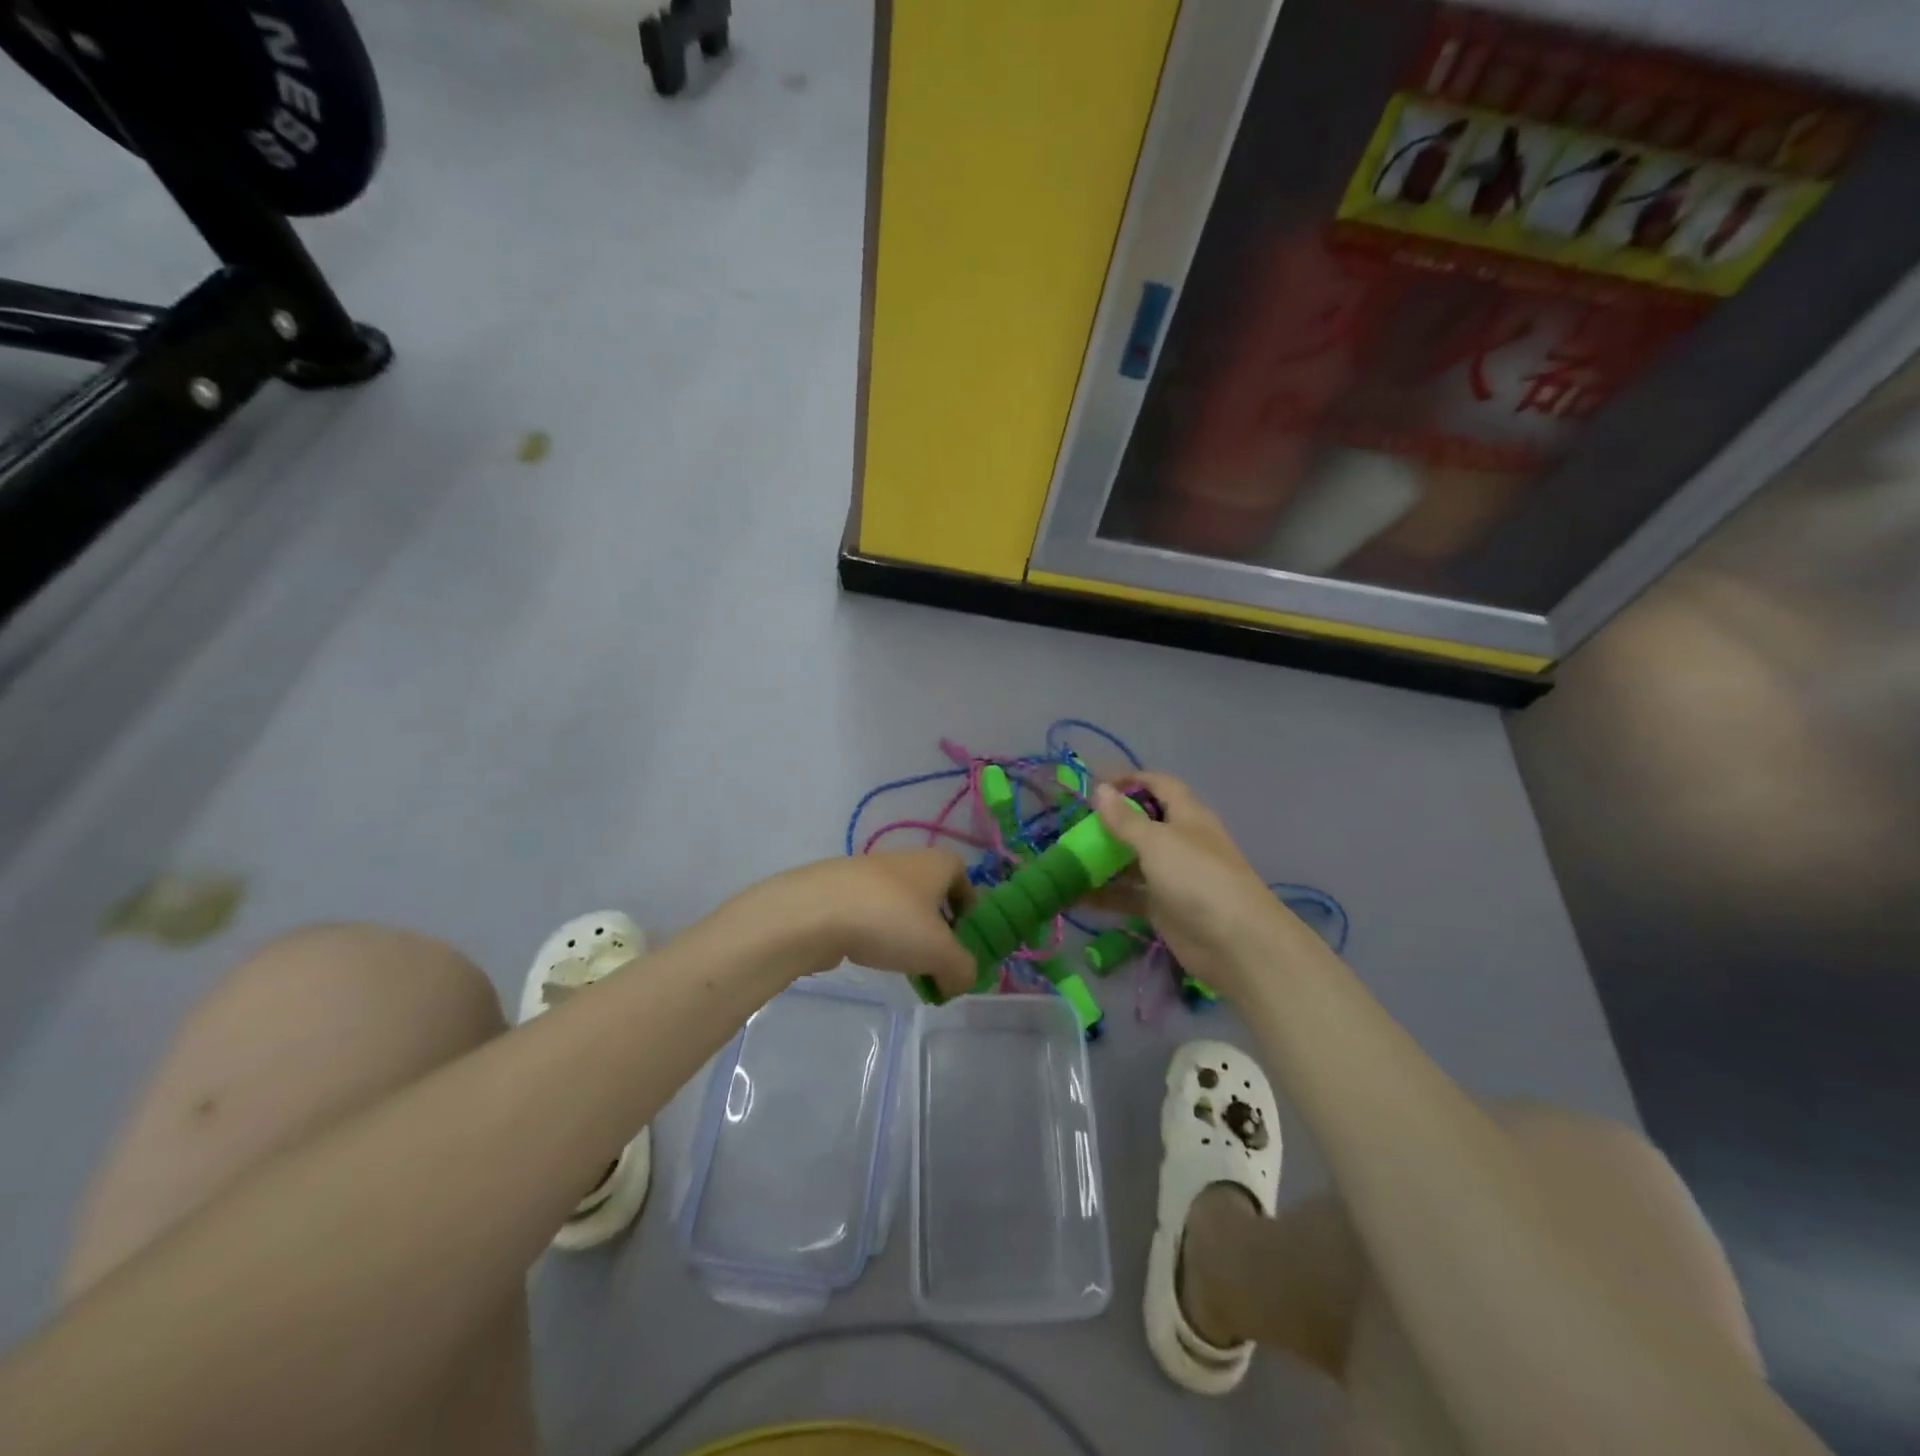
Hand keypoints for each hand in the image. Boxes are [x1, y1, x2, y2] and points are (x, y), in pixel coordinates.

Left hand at [740, 850, 975, 997]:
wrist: (814, 911)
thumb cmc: (889, 921)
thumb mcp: (940, 953)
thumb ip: (961, 969)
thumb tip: (962, 980)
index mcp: (935, 863)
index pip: (961, 872)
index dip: (968, 901)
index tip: (965, 932)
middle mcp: (904, 860)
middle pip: (929, 890)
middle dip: (935, 924)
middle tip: (936, 958)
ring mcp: (867, 874)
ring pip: (897, 902)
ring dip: (904, 931)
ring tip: (901, 965)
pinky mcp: (838, 891)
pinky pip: (868, 912)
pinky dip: (874, 933)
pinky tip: (867, 956)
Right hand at [1091, 774, 1308, 1001]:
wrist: (1235, 943)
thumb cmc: (1197, 877)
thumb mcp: (1157, 841)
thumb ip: (1126, 819)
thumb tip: (1101, 789)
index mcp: (1187, 815)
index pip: (1159, 785)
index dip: (1131, 779)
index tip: (1095, 783)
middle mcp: (1180, 842)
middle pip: (1142, 824)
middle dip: (1110, 823)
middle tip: (1072, 825)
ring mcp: (1172, 877)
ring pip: (1132, 861)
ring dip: (1103, 860)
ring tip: (1066, 859)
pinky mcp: (1164, 908)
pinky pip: (1129, 895)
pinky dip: (1105, 895)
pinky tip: (1075, 895)